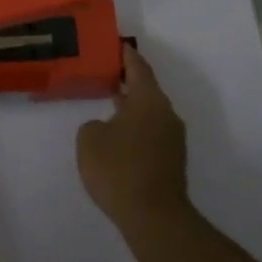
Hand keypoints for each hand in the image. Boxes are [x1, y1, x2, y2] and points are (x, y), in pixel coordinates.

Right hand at [76, 44, 188, 231]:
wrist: (154, 217)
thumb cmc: (119, 169)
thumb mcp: (89, 139)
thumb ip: (94, 124)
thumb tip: (106, 128)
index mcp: (149, 100)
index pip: (138, 67)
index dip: (126, 55)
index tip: (116, 44)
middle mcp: (166, 114)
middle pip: (146, 89)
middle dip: (127, 81)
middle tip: (105, 72)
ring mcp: (172, 139)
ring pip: (149, 113)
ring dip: (131, 107)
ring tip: (108, 103)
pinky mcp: (171, 160)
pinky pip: (150, 133)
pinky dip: (135, 128)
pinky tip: (117, 136)